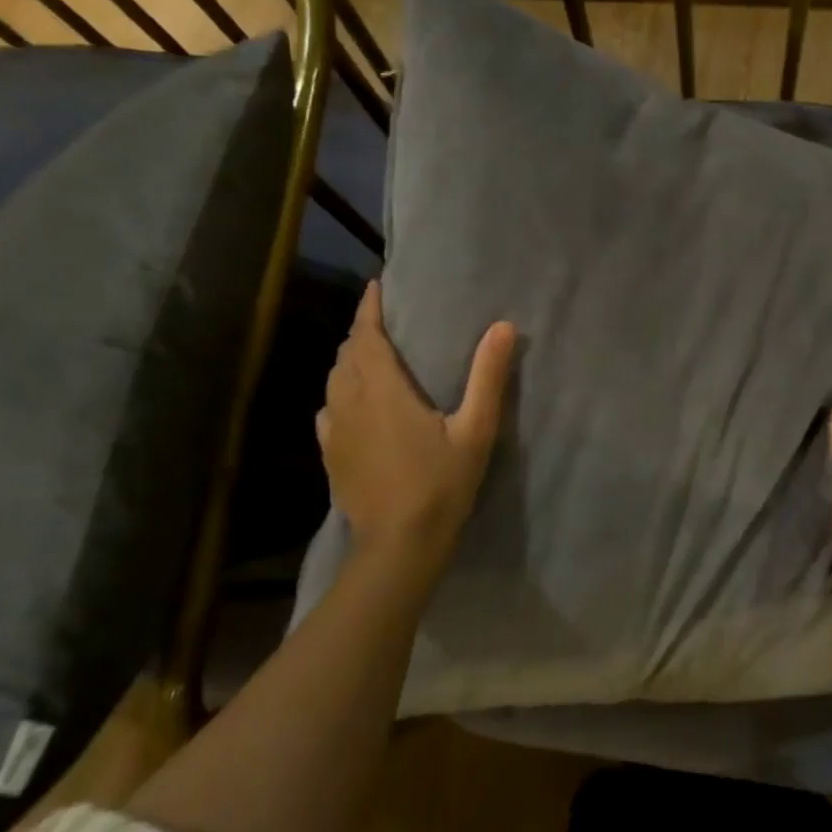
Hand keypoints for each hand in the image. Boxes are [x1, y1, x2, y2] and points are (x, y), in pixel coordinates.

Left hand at [316, 281, 515, 585]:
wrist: (399, 544)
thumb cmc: (441, 483)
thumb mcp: (476, 430)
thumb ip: (488, 376)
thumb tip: (503, 327)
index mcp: (383, 390)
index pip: (367, 336)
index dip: (370, 308)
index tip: (377, 287)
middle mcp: (350, 402)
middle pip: (347, 354)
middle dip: (362, 332)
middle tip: (384, 322)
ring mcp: (335, 430)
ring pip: (334, 380)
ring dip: (350, 361)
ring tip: (370, 357)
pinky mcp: (330, 454)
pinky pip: (329, 409)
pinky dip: (340, 394)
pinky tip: (353, 405)